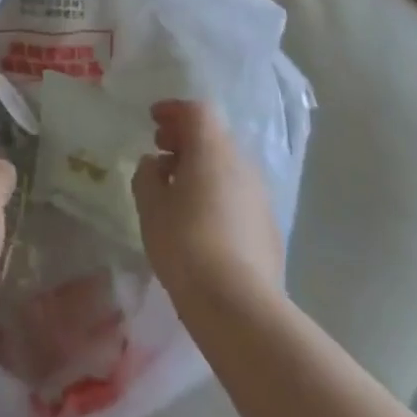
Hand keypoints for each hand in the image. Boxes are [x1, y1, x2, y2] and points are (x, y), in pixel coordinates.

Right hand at [132, 100, 284, 306]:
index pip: (196, 111)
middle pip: (214, 137)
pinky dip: (216, 192)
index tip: (153, 120)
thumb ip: (147, 175)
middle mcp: (242, 164)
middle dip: (185, 139)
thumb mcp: (150, 205)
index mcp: (212, 150)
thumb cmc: (185, 244)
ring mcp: (260, 196)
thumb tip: (155, 164)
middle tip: (161, 151)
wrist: (239, 306)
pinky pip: (238, 194)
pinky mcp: (268, 226)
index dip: (173, 110)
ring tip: (176, 189)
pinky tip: (200, 219)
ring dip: (201, 167)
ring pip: (227, 167)